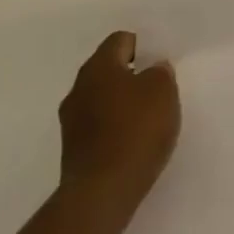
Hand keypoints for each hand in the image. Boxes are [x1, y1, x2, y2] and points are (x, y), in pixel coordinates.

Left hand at [57, 30, 179, 231]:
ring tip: (149, 117)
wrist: (102, 192)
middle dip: (132, 75)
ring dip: (123, 102)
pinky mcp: (73, 148)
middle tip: (158, 88)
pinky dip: (115, 126)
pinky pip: (98, 124)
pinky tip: (134, 140)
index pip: (120, 40)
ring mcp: (71, 120)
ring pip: (102, 98)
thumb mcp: (163, 91)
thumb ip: (160, 72)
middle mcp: (78, 88)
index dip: (143, 47)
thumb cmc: (136, 131)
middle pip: (109, 69)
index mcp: (98, 67)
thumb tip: (153, 69)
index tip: (160, 64)